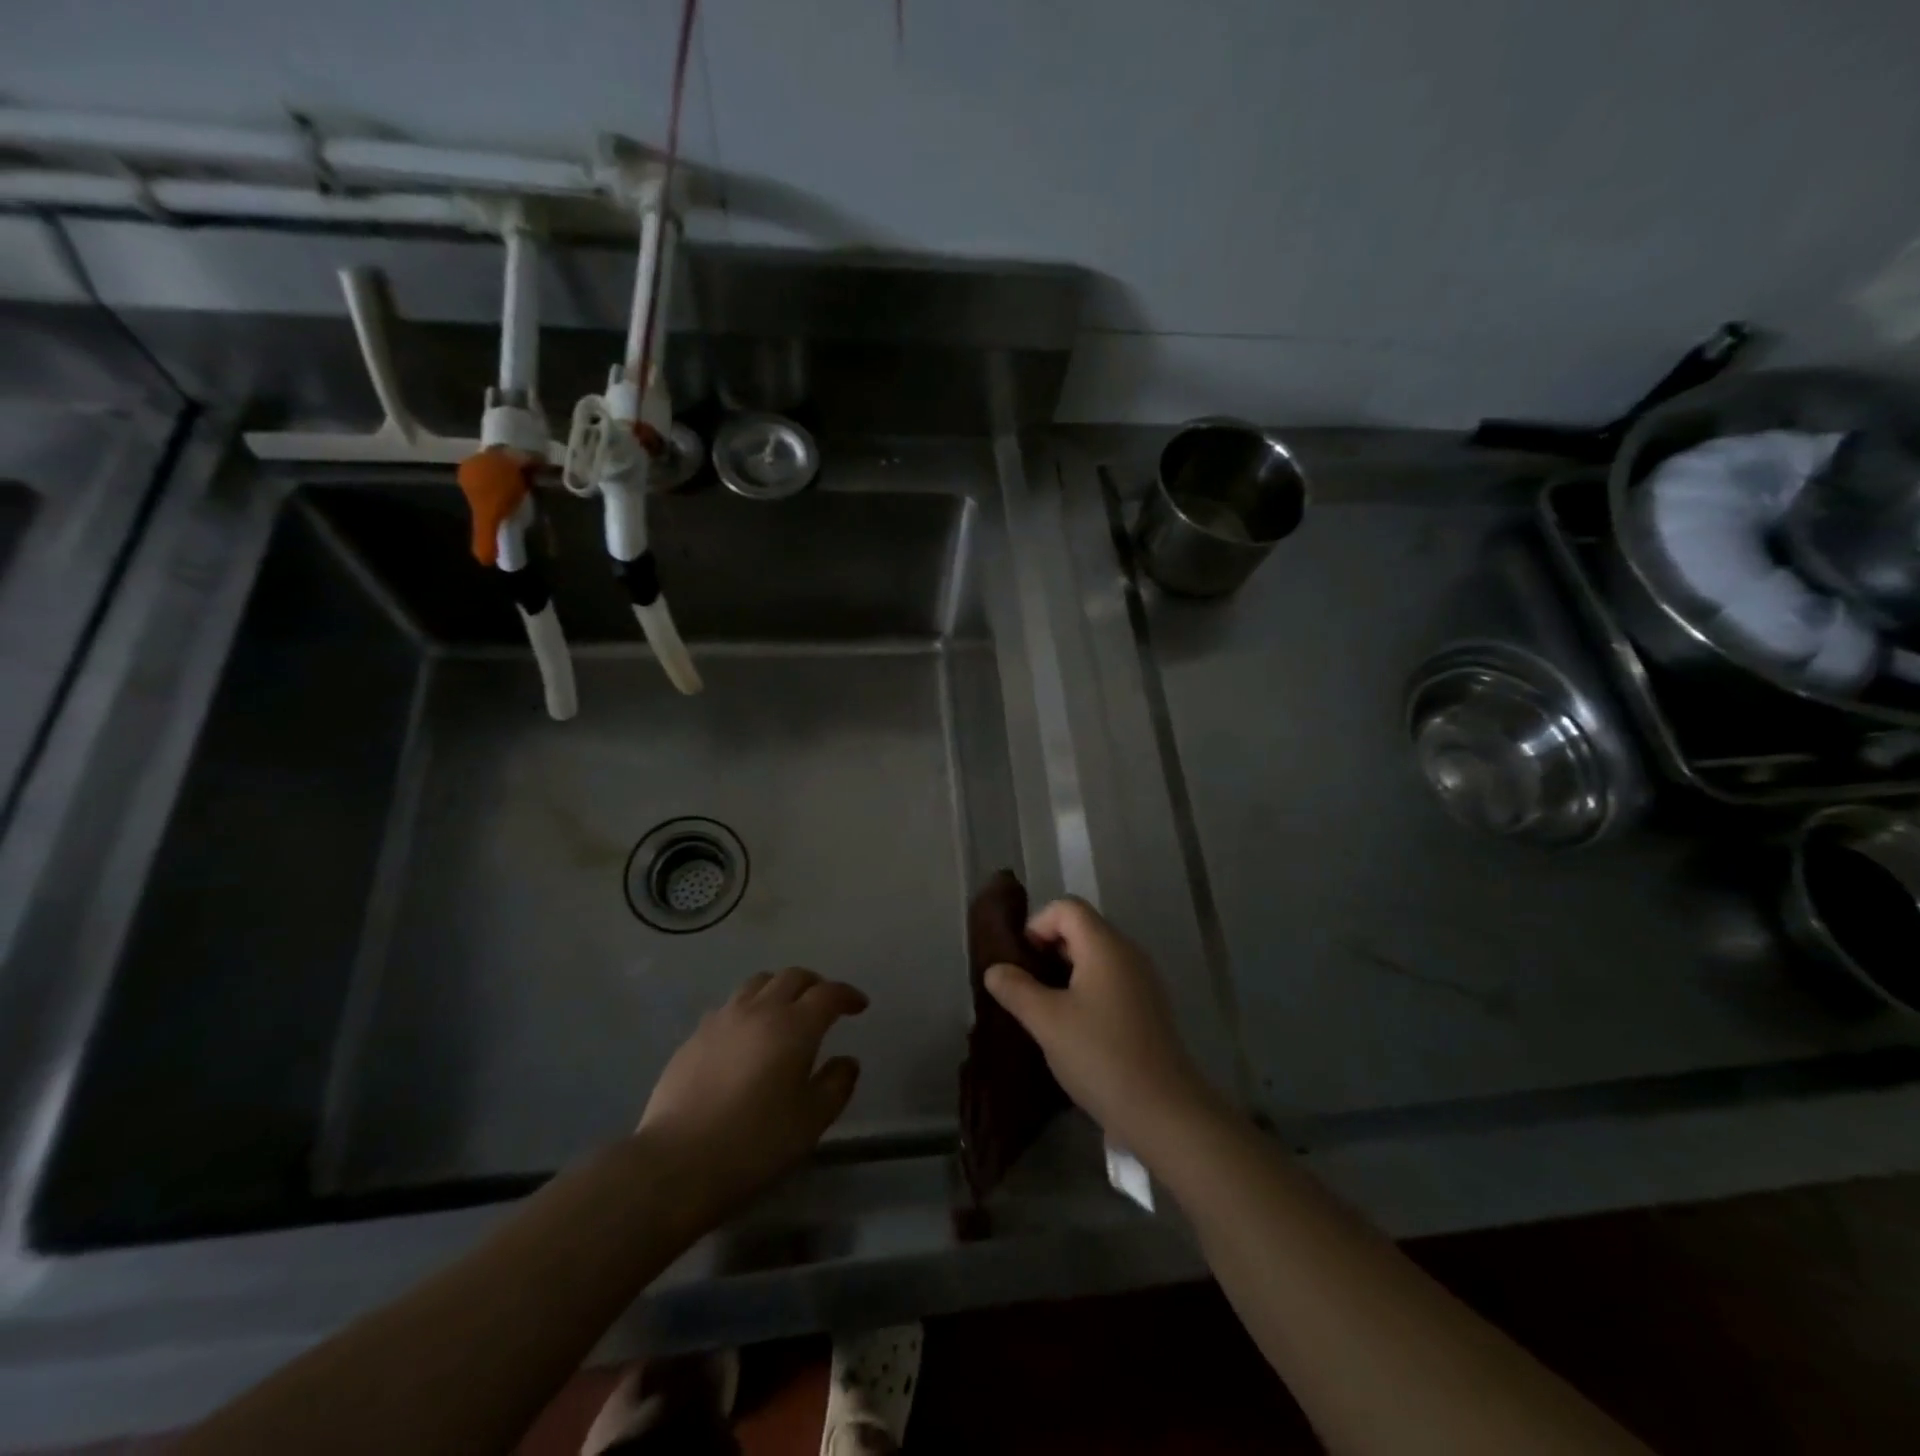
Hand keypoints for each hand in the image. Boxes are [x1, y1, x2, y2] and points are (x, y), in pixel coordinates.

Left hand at [637, 968, 866, 1219]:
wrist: (677, 1163)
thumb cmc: (755, 1143)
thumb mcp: (812, 1121)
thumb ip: (836, 1084)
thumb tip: (847, 1061)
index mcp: (794, 1026)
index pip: (828, 993)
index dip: (847, 995)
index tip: (859, 1006)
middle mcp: (759, 1010)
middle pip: (792, 977)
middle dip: (815, 984)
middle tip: (824, 1004)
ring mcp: (722, 1020)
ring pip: (757, 984)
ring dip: (778, 989)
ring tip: (784, 1012)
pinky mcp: (694, 1037)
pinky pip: (728, 1008)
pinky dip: (748, 1010)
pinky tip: (746, 1037)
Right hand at [984, 897, 1220, 1159]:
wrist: (1163, 1112)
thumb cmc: (1100, 1056)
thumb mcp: (1047, 1021)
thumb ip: (1016, 989)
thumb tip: (995, 970)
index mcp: (1105, 945)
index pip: (1067, 908)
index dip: (1037, 925)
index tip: (1021, 963)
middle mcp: (1128, 953)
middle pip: (1082, 928)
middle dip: (1048, 950)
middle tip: (1026, 987)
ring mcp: (1143, 981)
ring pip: (1096, 957)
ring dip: (1065, 973)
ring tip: (1044, 1009)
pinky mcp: (1148, 1008)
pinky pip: (1110, 981)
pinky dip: (1086, 991)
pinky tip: (1073, 1028)